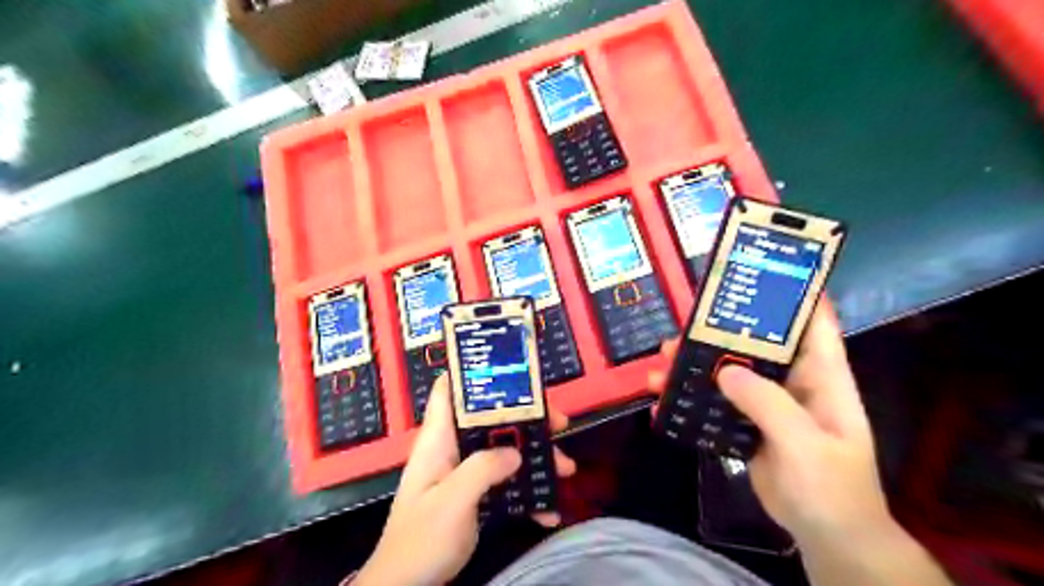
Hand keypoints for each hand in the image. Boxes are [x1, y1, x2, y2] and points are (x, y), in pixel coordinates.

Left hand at [354, 375, 575, 585]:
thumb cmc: (421, 540)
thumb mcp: (452, 502)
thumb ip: (482, 470)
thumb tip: (515, 452)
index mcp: (438, 439)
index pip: (448, 390)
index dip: (473, 373)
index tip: (511, 371)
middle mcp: (453, 449)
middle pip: (490, 418)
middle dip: (525, 418)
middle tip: (558, 424)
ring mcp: (464, 472)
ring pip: (503, 449)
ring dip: (534, 457)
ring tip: (566, 468)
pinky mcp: (474, 494)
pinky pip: (505, 482)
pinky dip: (527, 492)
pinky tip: (548, 510)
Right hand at [650, 305, 887, 545]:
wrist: (825, 537)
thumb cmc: (831, 488)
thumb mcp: (805, 444)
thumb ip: (768, 404)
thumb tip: (723, 370)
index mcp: (822, 378)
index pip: (812, 324)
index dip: (793, 294)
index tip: (759, 274)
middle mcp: (793, 383)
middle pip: (755, 345)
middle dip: (719, 333)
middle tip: (683, 328)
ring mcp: (767, 404)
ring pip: (728, 372)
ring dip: (695, 366)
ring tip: (662, 363)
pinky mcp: (747, 424)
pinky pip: (715, 404)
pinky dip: (690, 401)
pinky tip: (664, 403)